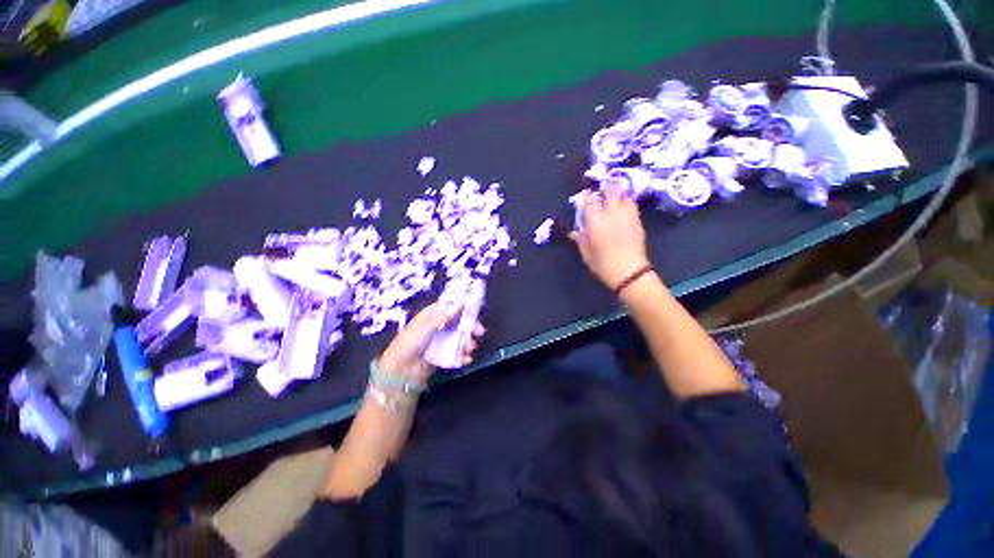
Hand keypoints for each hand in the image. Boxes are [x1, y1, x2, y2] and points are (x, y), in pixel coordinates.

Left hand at [378, 302, 484, 382]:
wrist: (399, 371)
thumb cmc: (409, 343)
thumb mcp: (426, 327)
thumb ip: (444, 317)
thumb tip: (460, 303)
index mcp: (431, 315)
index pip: (450, 306)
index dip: (463, 306)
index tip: (476, 308)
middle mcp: (438, 326)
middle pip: (458, 322)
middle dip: (470, 326)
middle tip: (480, 331)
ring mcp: (441, 340)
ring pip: (460, 337)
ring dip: (468, 341)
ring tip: (471, 348)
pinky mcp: (442, 354)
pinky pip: (456, 352)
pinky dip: (463, 355)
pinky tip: (466, 358)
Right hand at [570, 187, 650, 288]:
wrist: (629, 272)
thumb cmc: (602, 265)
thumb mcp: (585, 252)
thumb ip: (579, 238)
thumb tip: (574, 230)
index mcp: (596, 221)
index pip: (589, 200)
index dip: (585, 197)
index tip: (582, 200)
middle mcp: (612, 213)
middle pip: (610, 190)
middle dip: (604, 189)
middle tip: (599, 195)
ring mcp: (627, 215)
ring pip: (623, 194)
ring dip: (617, 195)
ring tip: (612, 201)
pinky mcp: (638, 220)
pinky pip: (632, 205)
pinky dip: (626, 203)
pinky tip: (622, 211)